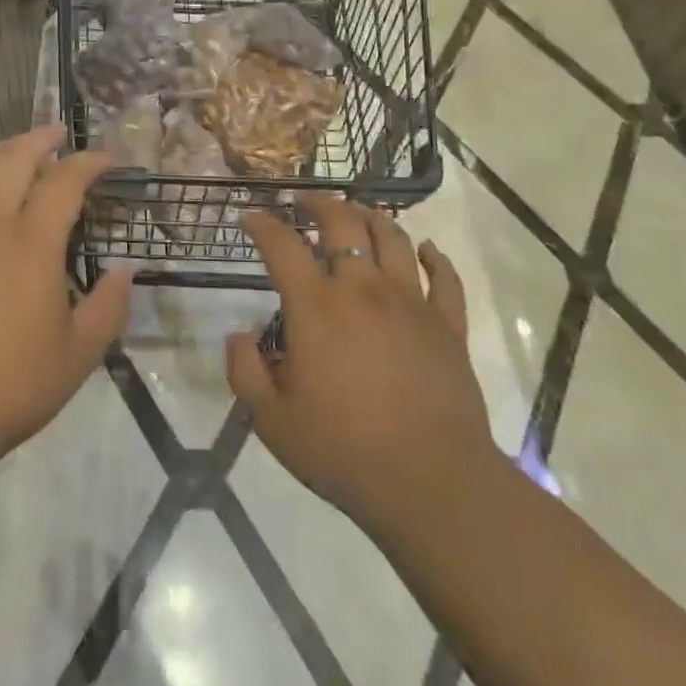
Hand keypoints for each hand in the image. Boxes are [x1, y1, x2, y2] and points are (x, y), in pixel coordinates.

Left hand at [0, 125, 130, 485]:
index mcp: (32, 244)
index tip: (105, 158)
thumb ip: (109, 306)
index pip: (65, 181)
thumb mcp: (78, 355)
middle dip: (41, 139)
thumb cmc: (9, 387)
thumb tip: (125, 268)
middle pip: (15, 159)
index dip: (88, 162)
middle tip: (57, 134)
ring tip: (15, 148)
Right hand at [226, 196, 497, 539]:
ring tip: (357, 214)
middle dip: (319, 203)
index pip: (282, 245)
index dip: (263, 224)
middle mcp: (363, 289)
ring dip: (371, 217)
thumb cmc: (343, 451)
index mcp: (316, 306)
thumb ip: (245, 371)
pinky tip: (425, 249)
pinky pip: (444, 277)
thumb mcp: (271, 420)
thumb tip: (238, 335)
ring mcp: (411, 302)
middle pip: (343, 222)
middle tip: (305, 203)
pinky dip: (434, 256)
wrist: (431, 483)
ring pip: (393, 237)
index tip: (251, 216)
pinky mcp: (448, 325)